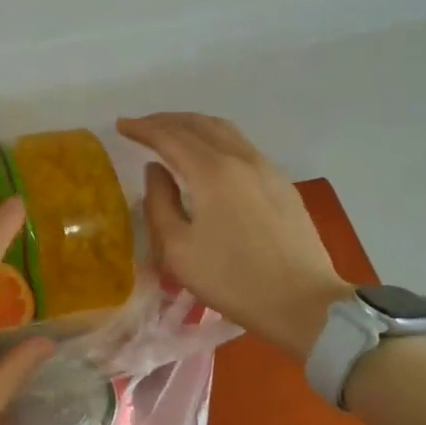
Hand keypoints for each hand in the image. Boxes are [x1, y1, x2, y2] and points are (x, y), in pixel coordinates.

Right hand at [117, 113, 347, 359]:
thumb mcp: (178, 249)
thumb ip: (160, 203)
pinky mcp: (282, 184)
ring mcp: (267, 168)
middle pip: (199, 124)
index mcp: (212, 171)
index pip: (170, 137)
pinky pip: (242, 146)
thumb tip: (155, 170)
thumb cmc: (233, 280)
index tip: (121, 125)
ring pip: (225, 131)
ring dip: (193, 126)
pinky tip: (209, 157)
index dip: (143, 129)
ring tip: (173, 134)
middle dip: (167, 120)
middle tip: (142, 126)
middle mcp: (241, 158)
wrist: (304, 303)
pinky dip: (215, 139)